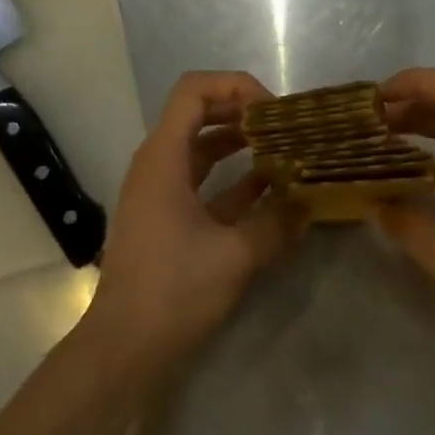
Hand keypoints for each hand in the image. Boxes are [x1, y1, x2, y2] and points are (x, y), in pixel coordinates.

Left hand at [82, 71, 301, 364]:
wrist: (125, 346)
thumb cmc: (174, 292)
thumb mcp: (236, 255)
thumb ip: (277, 222)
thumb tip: (309, 202)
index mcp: (163, 159)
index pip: (194, 91)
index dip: (236, 88)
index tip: (275, 113)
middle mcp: (158, 166)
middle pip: (199, 115)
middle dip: (245, 113)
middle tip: (288, 127)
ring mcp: (161, 193)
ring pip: (203, 150)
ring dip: (242, 146)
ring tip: (287, 151)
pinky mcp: (170, 219)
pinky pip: (205, 184)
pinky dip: (235, 180)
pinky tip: (272, 190)